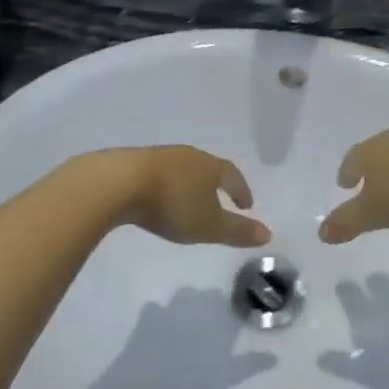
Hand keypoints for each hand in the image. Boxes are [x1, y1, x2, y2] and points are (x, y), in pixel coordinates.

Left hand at [74, 147, 269, 247]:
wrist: (120, 182)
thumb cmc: (173, 204)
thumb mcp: (209, 225)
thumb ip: (237, 231)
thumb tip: (268, 233)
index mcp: (210, 166)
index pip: (232, 175)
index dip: (241, 189)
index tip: (246, 204)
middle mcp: (188, 155)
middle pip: (208, 167)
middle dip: (216, 184)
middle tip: (221, 199)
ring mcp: (161, 156)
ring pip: (183, 169)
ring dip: (190, 183)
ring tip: (190, 200)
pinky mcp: (135, 161)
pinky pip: (160, 172)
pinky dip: (167, 184)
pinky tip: (159, 196)